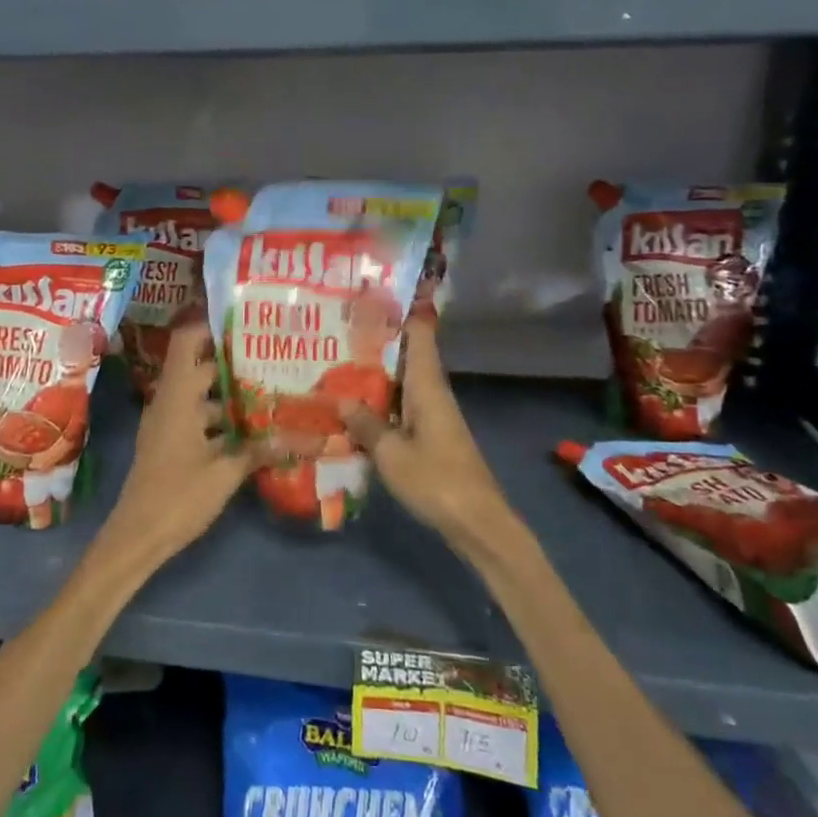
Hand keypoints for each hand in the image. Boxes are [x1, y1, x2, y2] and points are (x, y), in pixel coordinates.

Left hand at [89, 320, 267, 575]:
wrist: (136, 537)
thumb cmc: (177, 497)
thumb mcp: (225, 474)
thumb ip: (260, 450)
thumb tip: (302, 437)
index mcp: (177, 397)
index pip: (187, 342)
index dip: (210, 326)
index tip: (243, 321)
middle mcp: (169, 402)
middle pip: (199, 367)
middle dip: (232, 361)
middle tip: (270, 355)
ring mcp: (166, 424)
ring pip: (199, 395)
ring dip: (229, 392)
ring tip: (269, 389)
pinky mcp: (169, 445)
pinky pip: (196, 417)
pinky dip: (220, 417)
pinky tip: (250, 429)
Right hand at [342, 312, 510, 545]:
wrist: (478, 523)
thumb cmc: (436, 481)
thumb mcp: (391, 453)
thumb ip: (366, 425)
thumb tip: (341, 400)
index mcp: (427, 387)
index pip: (419, 336)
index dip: (402, 311)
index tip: (376, 293)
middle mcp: (432, 394)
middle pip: (407, 356)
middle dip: (378, 341)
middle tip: (341, 327)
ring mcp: (434, 416)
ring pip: (402, 383)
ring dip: (376, 373)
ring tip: (339, 361)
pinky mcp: (432, 437)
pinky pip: (402, 407)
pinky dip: (381, 401)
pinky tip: (357, 408)